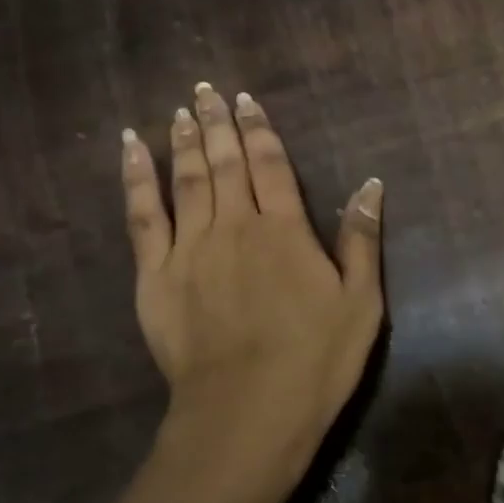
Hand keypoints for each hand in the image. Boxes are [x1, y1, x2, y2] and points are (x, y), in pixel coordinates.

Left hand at [121, 84, 384, 502]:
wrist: (248, 413)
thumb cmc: (316, 361)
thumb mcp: (361, 303)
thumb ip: (363, 240)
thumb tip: (371, 184)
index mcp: (285, 231)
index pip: (271, 165)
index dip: (260, 129)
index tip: (248, 100)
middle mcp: (235, 226)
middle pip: (225, 163)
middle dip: (217, 123)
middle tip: (206, 89)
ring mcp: (190, 249)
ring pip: (186, 180)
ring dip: (184, 141)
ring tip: (181, 110)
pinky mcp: (156, 276)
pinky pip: (142, 215)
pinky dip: (137, 178)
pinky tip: (132, 149)